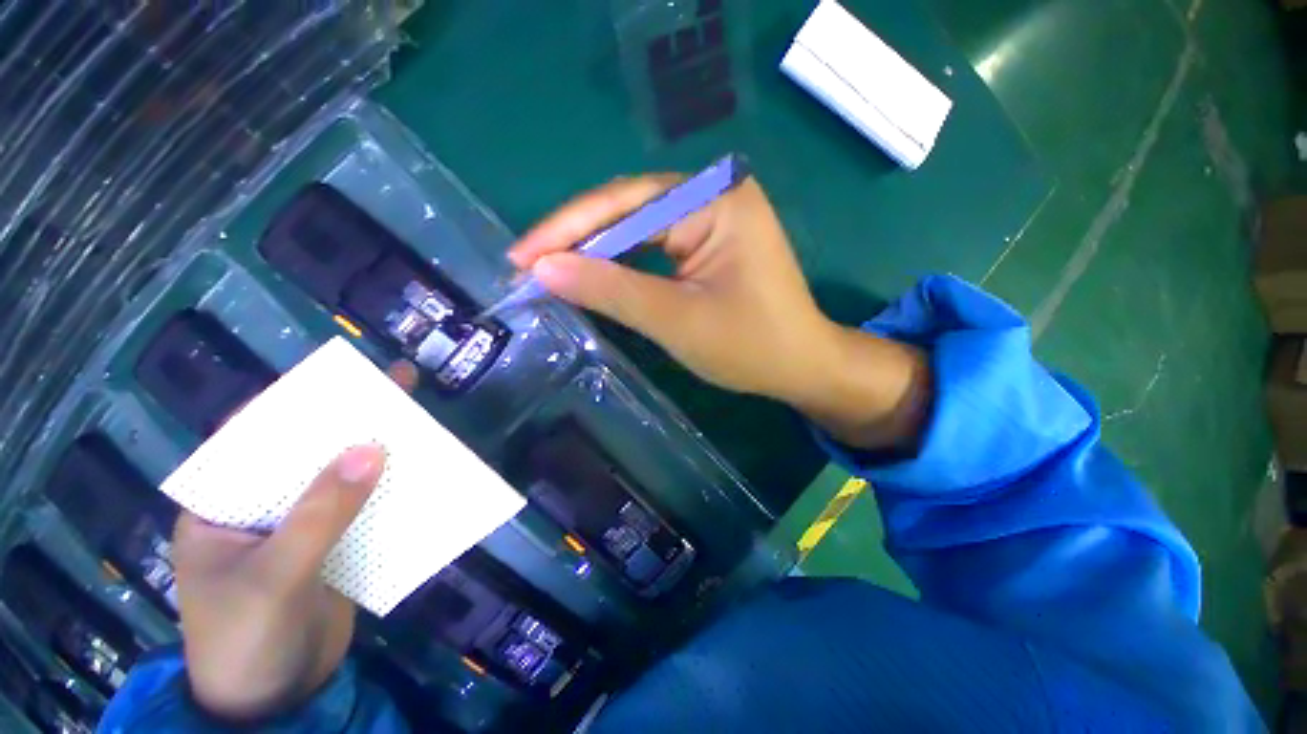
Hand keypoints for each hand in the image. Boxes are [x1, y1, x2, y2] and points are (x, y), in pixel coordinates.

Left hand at [174, 363, 416, 721]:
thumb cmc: (245, 640)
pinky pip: (365, 507)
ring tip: (417, 421)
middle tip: (393, 386)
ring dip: (378, 452)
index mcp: (221, 508)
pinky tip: (420, 471)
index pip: (250, 439)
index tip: (337, 377)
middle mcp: (261, 508)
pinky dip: (392, 488)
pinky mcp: (334, 546)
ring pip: (342, 477)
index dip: (291, 403)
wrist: (275, 703)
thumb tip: (373, 448)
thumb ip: (320, 514)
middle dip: (348, 421)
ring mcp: (300, 528)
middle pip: (306, 453)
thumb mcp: (276, 577)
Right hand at [508, 175, 929, 448]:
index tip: (521, 256)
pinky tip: (595, 271)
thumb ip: (611, 290)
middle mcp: (715, 193)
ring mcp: (714, 214)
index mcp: (715, 200)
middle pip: (629, 209)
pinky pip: (656, 243)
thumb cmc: (749, 346)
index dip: (568, 229)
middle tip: (528, 263)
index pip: (625, 204)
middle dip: (578, 238)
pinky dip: (623, 260)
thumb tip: (544, 269)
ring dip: (596, 249)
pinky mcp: (711, 239)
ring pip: (639, 226)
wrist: (801, 365)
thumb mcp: (675, 319)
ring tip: (551, 268)